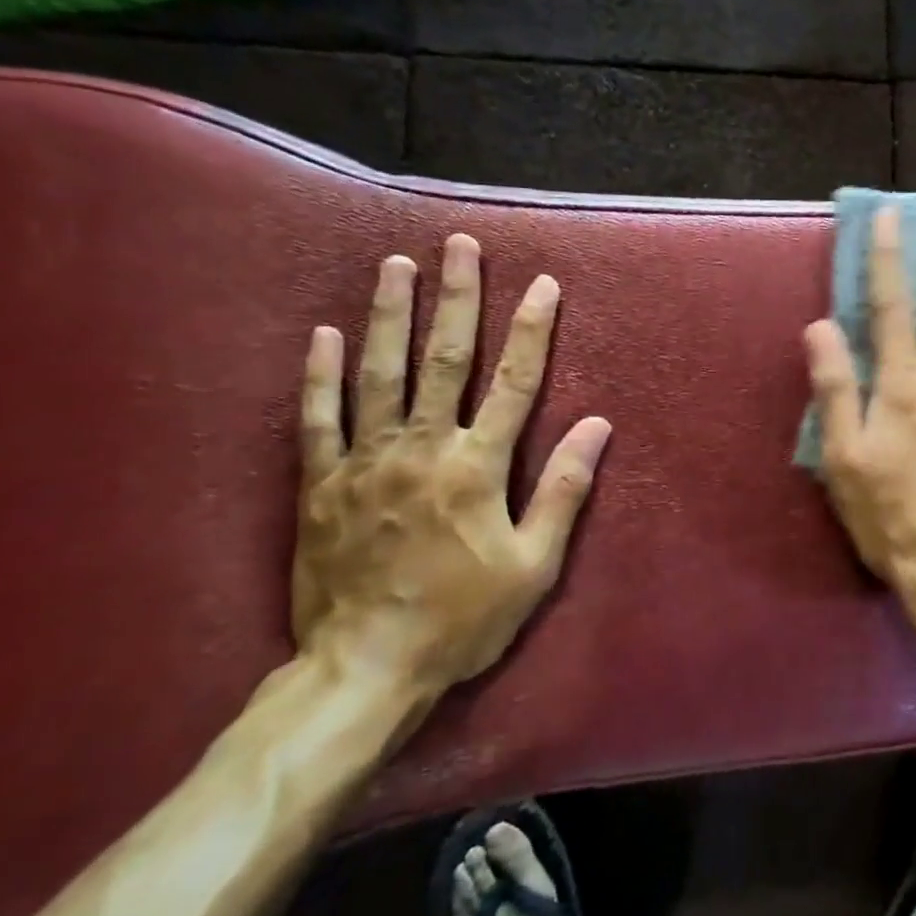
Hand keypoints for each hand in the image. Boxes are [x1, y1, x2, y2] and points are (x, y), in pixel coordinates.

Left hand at [293, 233, 610, 693]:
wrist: (364, 669)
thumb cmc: (464, 617)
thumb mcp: (535, 564)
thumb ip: (564, 489)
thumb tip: (598, 425)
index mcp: (478, 467)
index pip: (515, 383)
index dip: (532, 331)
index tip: (544, 286)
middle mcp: (422, 449)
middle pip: (443, 360)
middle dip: (456, 298)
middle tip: (459, 246)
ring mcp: (365, 462)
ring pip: (379, 374)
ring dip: (391, 315)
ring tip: (396, 265)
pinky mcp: (320, 485)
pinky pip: (317, 419)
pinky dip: (320, 374)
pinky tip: (325, 334)